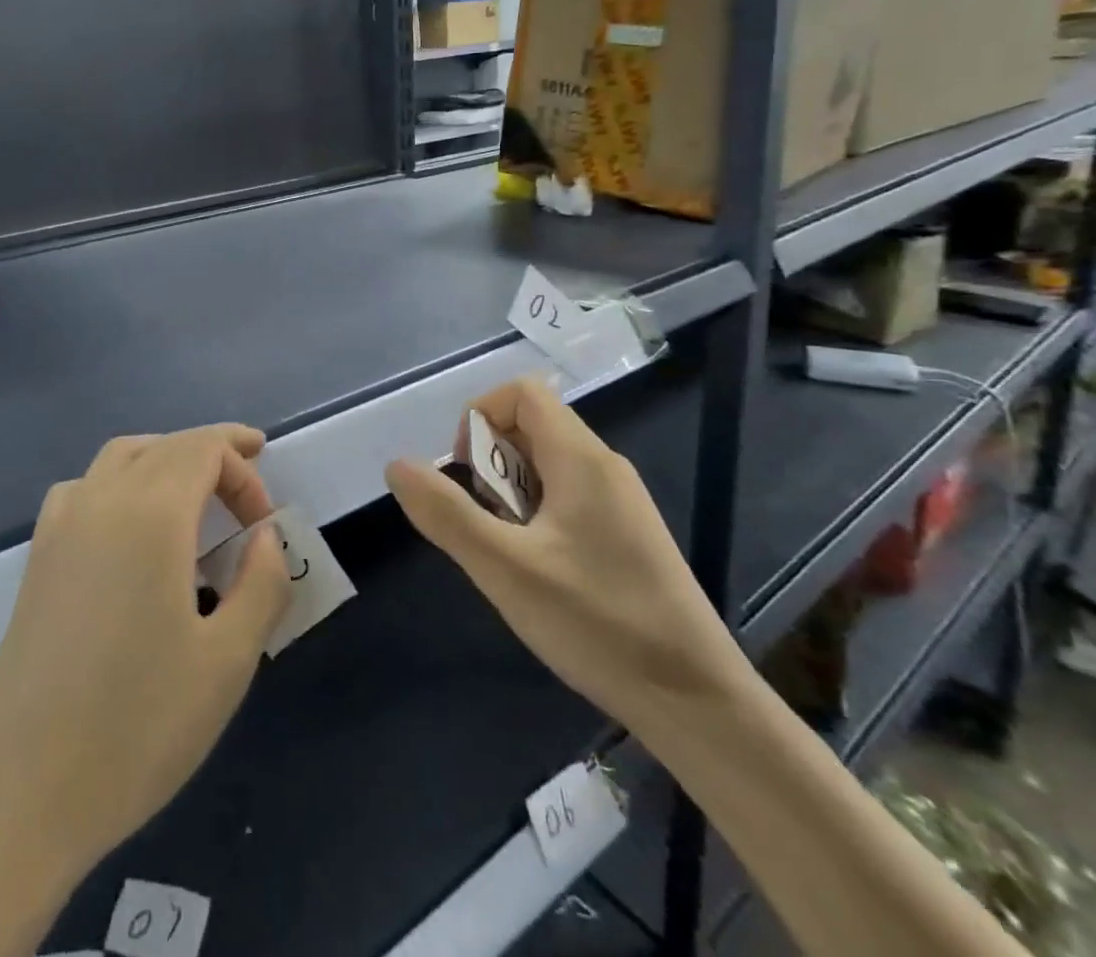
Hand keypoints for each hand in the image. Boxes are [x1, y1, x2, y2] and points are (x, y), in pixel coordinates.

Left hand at [0, 426, 290, 884]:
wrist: (22, 797)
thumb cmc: (137, 728)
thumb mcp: (229, 661)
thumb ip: (262, 583)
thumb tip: (265, 537)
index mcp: (149, 515)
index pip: (204, 449)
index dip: (244, 470)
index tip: (265, 524)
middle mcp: (99, 501)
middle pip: (165, 445)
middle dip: (214, 454)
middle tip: (250, 485)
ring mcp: (59, 527)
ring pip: (121, 457)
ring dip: (167, 459)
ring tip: (198, 494)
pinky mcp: (37, 560)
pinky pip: (87, 488)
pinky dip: (124, 482)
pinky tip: (134, 530)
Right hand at [386, 379, 743, 731]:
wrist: (698, 703)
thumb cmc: (597, 624)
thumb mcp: (505, 569)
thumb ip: (446, 514)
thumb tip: (397, 465)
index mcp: (581, 458)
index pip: (521, 392)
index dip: (479, 417)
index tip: (466, 475)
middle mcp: (604, 466)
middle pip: (531, 426)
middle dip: (492, 461)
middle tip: (485, 522)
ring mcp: (622, 501)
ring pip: (548, 465)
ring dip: (512, 493)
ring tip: (509, 552)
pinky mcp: (629, 535)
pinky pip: (570, 497)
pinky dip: (538, 516)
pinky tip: (540, 572)